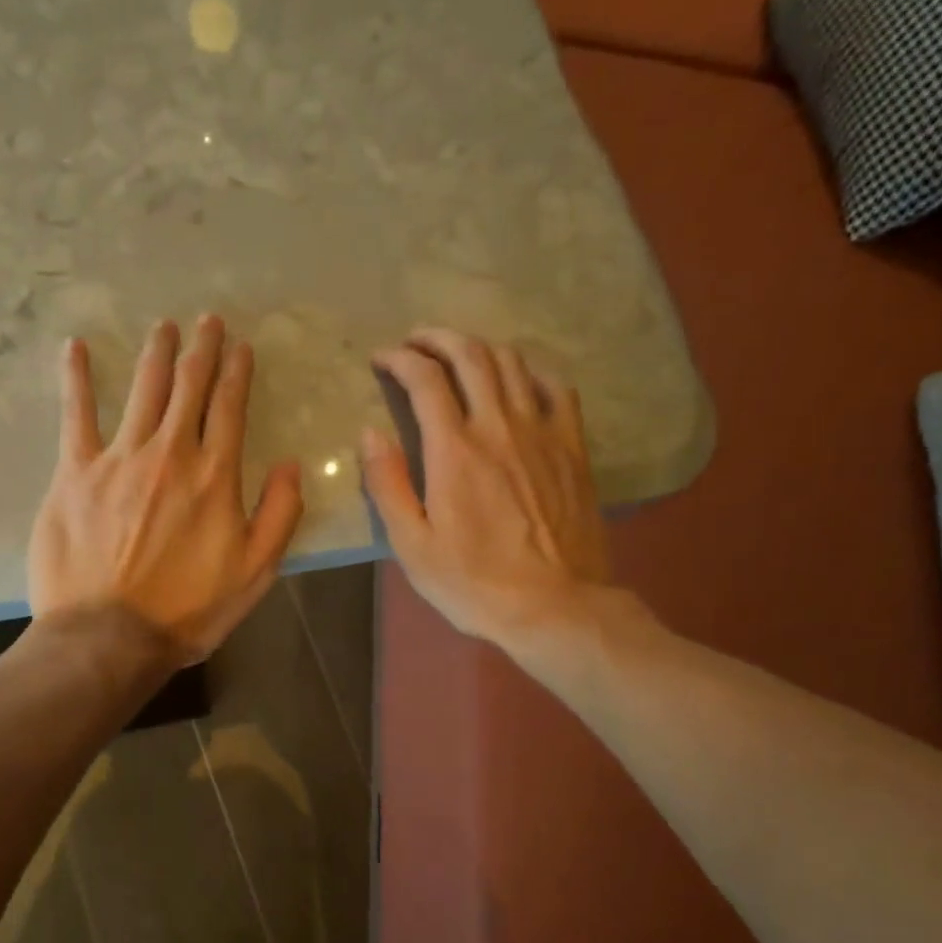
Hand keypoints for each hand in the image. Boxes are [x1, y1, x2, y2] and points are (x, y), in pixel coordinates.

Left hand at [29, 315, 304, 662]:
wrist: (110, 636)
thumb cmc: (188, 610)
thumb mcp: (256, 572)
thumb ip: (280, 514)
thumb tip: (291, 463)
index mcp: (215, 476)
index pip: (230, 408)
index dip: (238, 372)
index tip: (241, 346)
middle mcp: (169, 453)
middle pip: (188, 387)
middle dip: (201, 350)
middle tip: (206, 322)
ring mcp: (118, 458)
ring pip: (142, 390)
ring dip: (156, 354)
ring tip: (164, 327)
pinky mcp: (74, 473)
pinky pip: (75, 415)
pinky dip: (76, 379)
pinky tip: (74, 349)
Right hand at [362, 328, 613, 649]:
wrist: (555, 605)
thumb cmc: (473, 582)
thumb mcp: (412, 544)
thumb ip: (387, 484)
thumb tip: (369, 432)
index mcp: (454, 450)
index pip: (424, 380)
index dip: (399, 359)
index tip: (381, 359)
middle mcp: (499, 426)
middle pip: (470, 355)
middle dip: (437, 338)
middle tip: (415, 341)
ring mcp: (542, 432)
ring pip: (512, 363)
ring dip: (479, 347)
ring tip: (458, 353)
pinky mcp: (572, 447)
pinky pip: (557, 387)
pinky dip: (531, 370)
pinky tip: (518, 377)